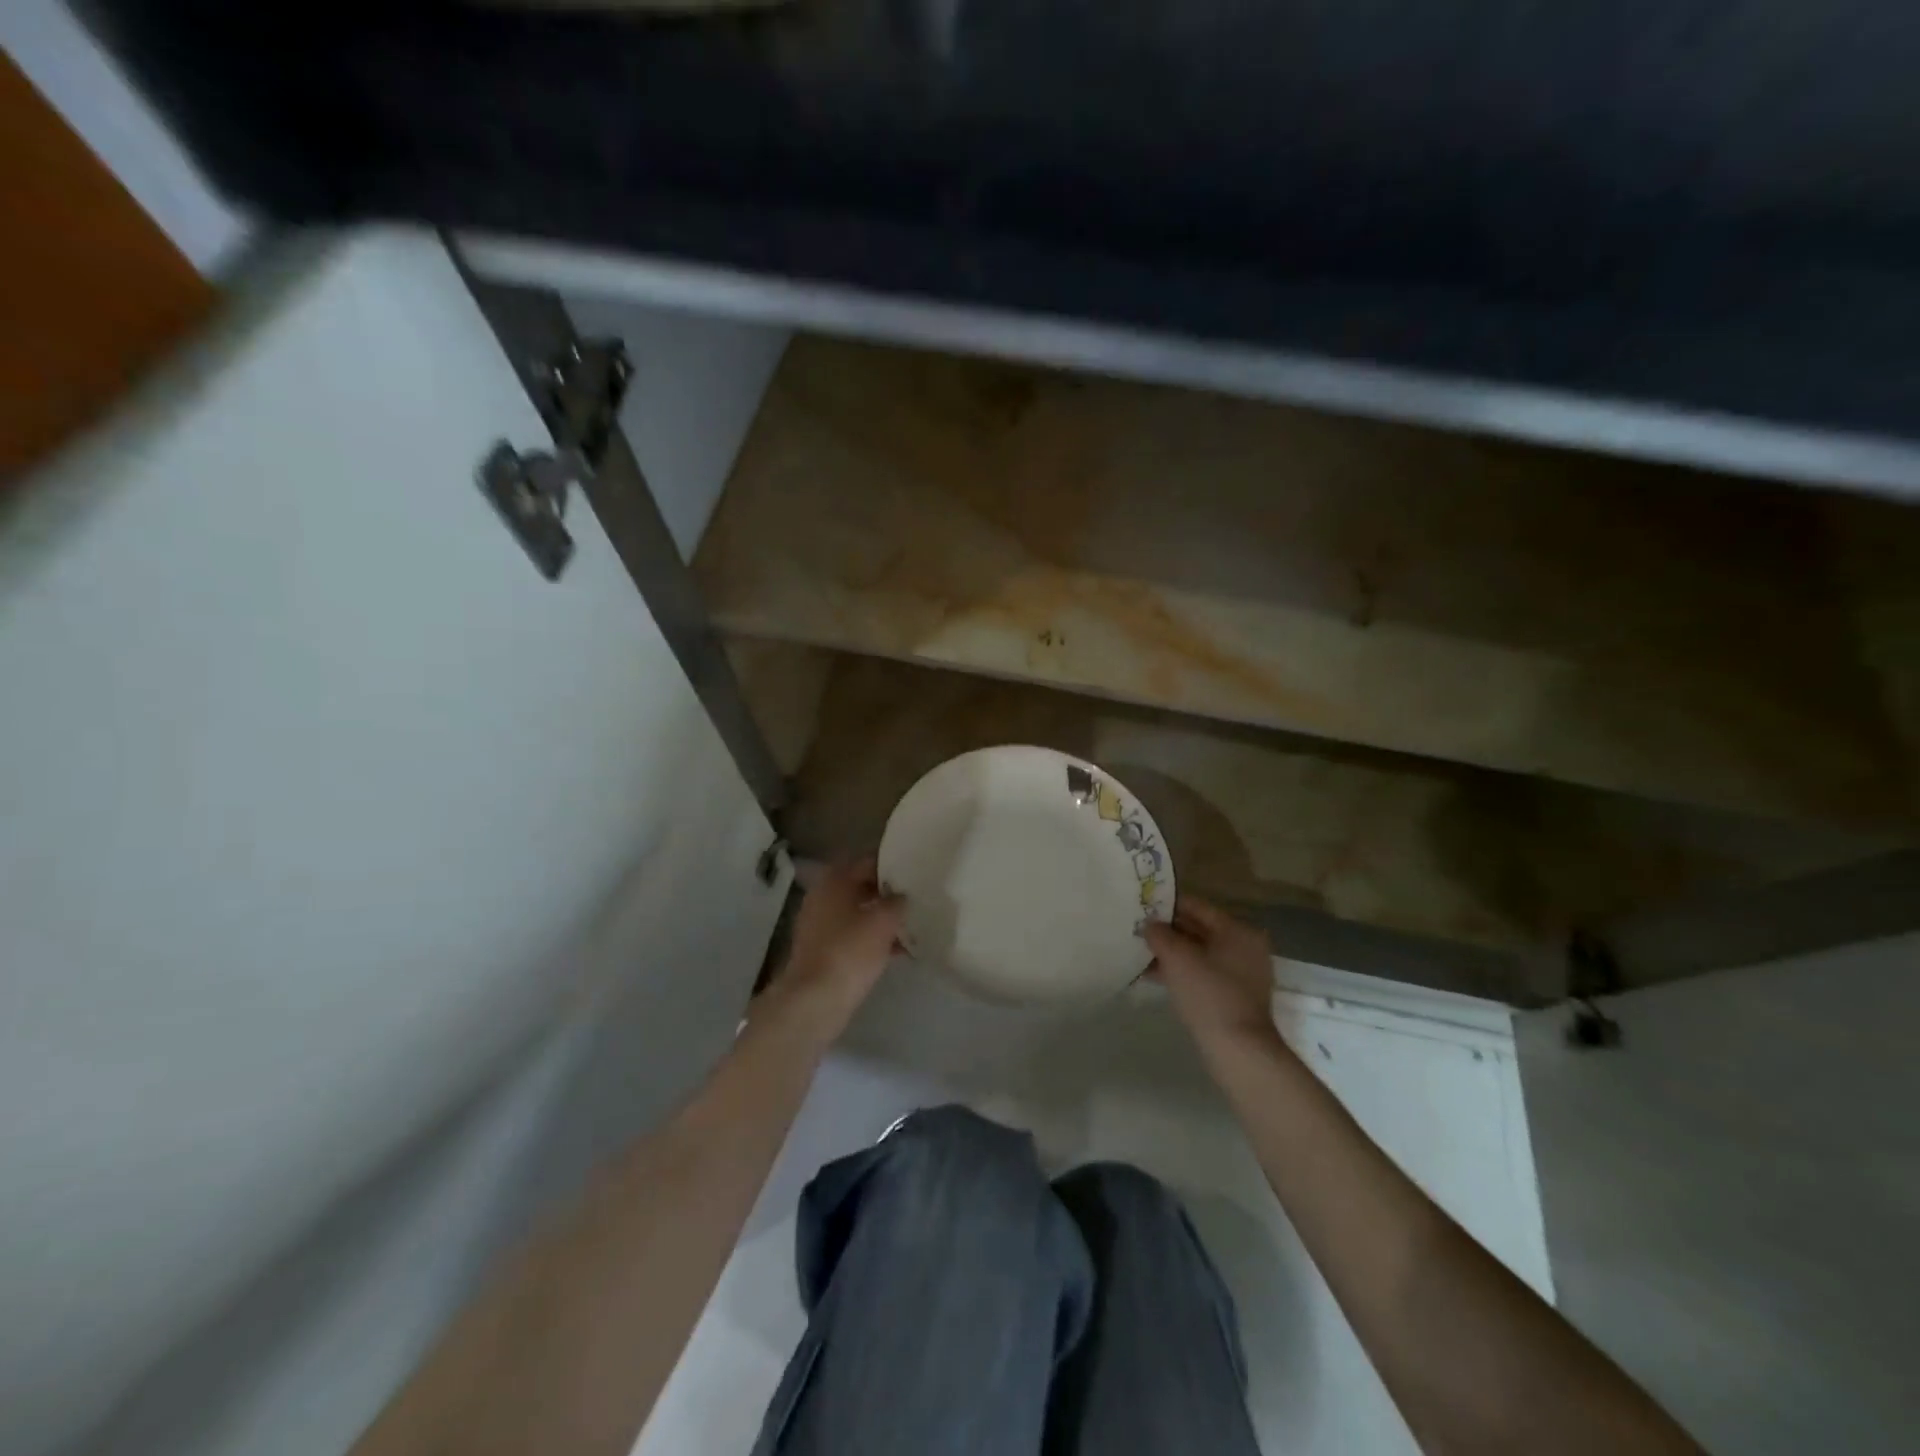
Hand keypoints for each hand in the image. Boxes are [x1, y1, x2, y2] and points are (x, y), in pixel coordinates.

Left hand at [761, 858, 902, 1041]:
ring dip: (882, 917)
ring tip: (913, 923)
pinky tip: (900, 950)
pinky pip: (854, 936)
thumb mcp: (883, 921)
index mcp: (835, 881)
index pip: (867, 861)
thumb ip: (897, 902)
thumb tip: (902, 896)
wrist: (815, 1000)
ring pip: (859, 913)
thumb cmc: (850, 951)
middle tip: (917, 896)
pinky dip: (874, 940)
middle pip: (861, 886)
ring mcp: (821, 925)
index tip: (914, 869)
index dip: (892, 863)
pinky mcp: (823, 951)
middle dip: (888, 892)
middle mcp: (824, 897)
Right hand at [1144, 896, 1278, 1050]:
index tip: (1141, 906)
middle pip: (1198, 929)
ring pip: (1199, 953)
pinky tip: (1154, 976)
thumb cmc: (1209, 994)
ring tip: (1140, 953)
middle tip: (1137, 929)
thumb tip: (1149, 925)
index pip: (1197, 906)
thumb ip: (1159, 934)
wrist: (1239, 1050)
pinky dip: (1181, 971)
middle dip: (1168, 930)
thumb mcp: (1177, 958)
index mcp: (1237, 930)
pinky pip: (1203, 973)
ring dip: (1171, 952)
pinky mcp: (1235, 996)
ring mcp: (1242, 973)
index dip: (1167, 905)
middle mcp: (1245, 946)